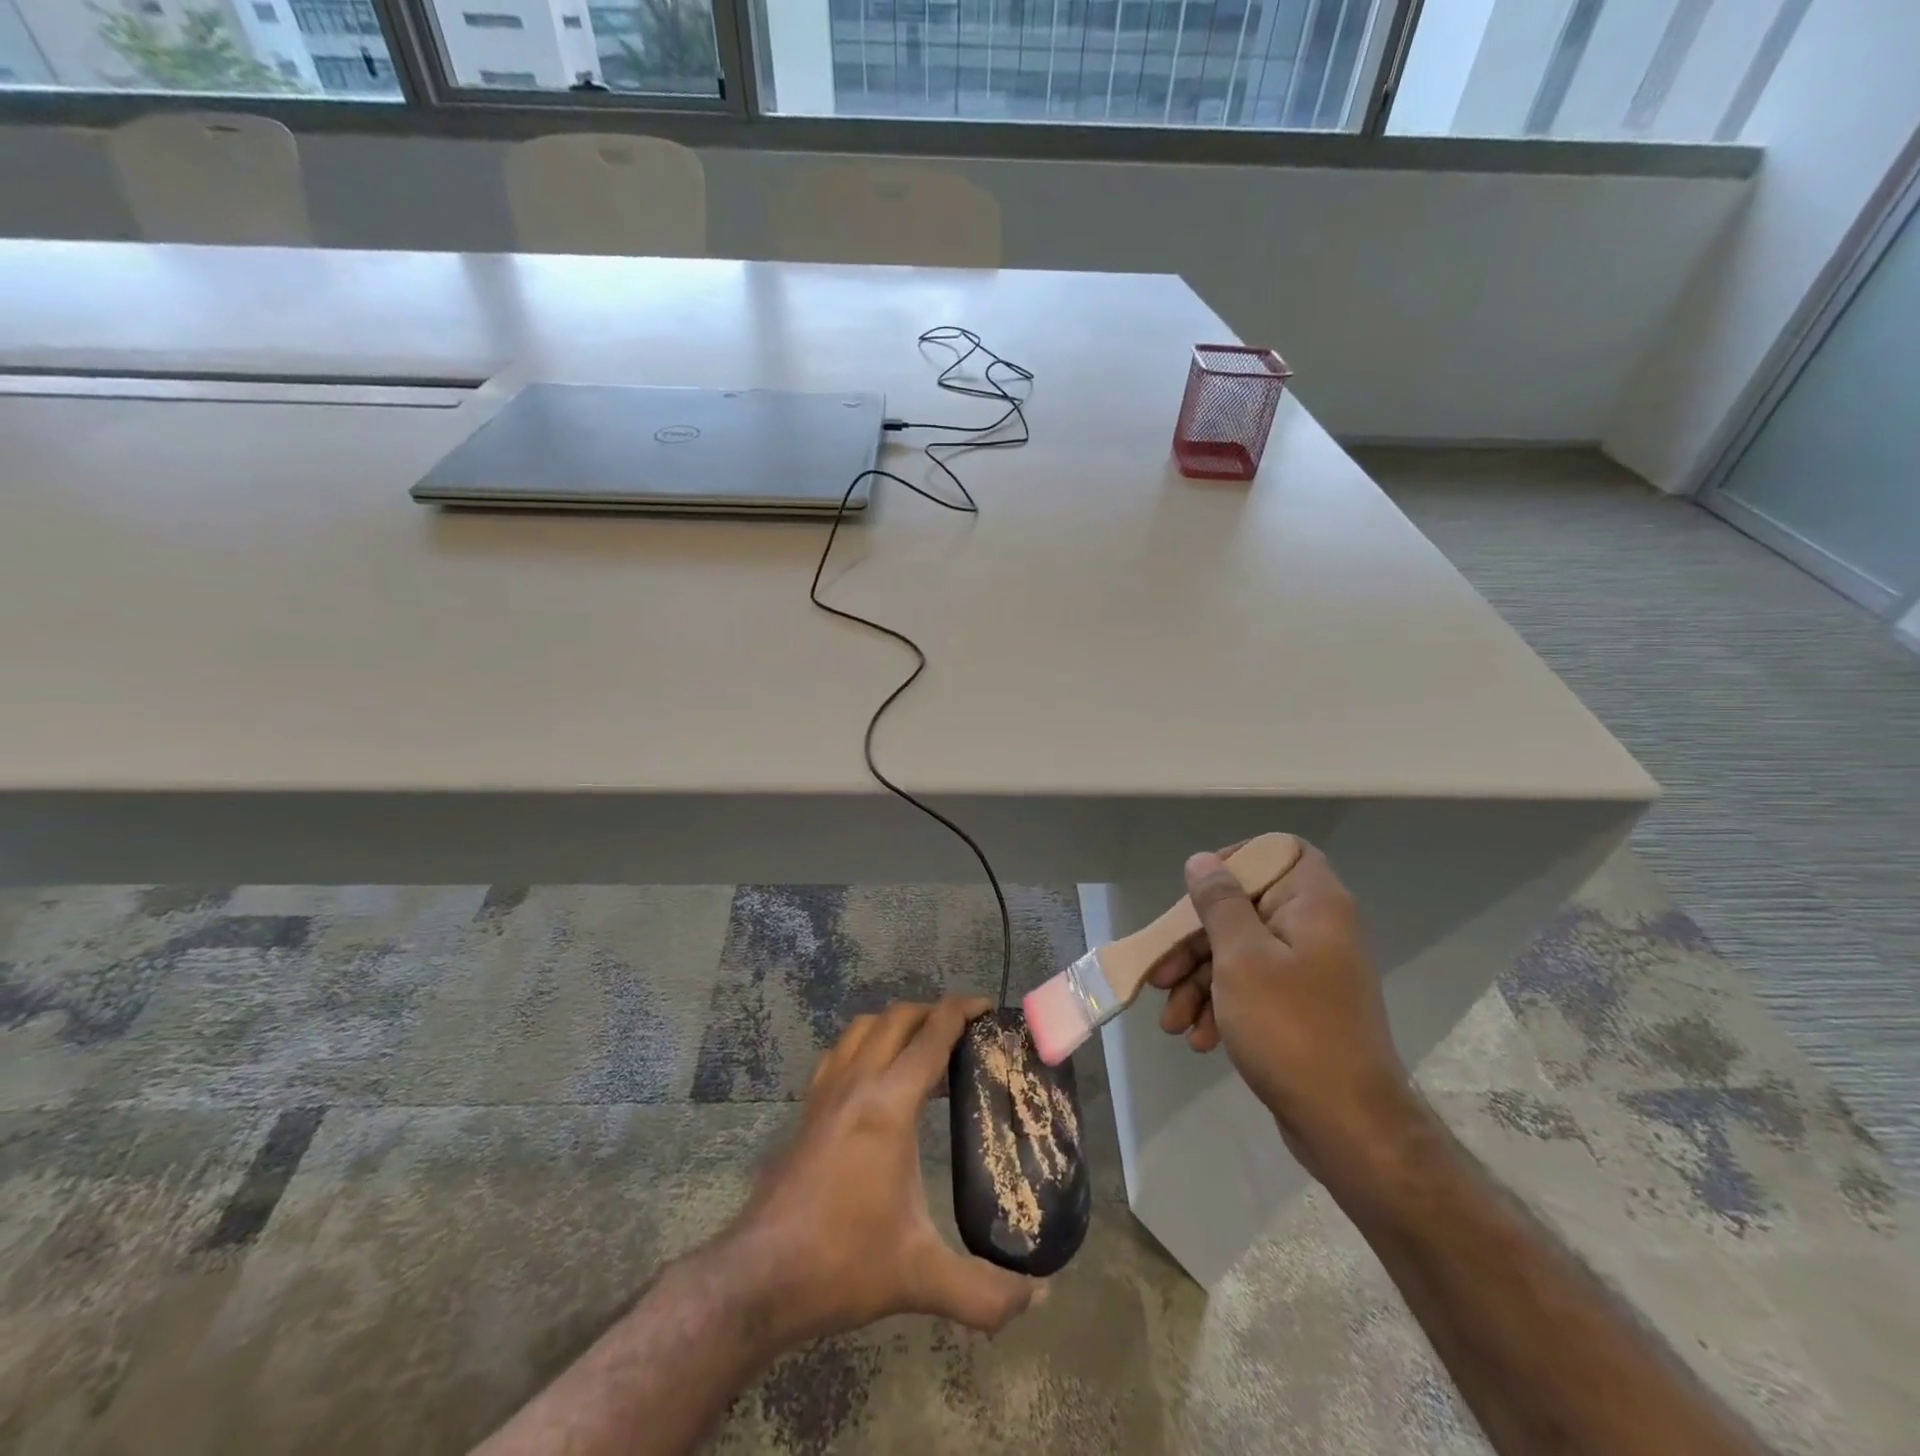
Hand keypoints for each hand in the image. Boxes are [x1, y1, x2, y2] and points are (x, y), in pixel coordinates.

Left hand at [722, 996, 1041, 1343]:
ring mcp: (825, 1093)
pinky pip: (840, 1053)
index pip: (931, 1034)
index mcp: (889, 1104)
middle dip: (933, 1012)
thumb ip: (985, 1291)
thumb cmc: (842, 1263)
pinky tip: (876, 1080)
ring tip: (924, 1051)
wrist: (758, 1278)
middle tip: (965, 1033)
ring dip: (897, 1024)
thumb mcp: (920, 1278)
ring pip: (863, 1028)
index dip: (962, 1011)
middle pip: (897, 1018)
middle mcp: (856, 1083)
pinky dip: (865, 1045)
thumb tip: (1040, 1297)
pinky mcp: (806, 1110)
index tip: (988, 1008)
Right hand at [1148, 841, 1413, 1175]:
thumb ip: (1219, 903)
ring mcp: (1308, 972)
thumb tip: (1202, 860)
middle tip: (1160, 974)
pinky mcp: (1299, 1008)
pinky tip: (1197, 1039)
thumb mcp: (1241, 958)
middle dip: (1194, 943)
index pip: (1278, 851)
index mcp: (1313, 905)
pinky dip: (1221, 1007)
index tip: (1197, 890)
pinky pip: (1251, 989)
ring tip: (1171, 1022)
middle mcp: (1315, 930)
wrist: (1348, 1126)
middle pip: (1244, 909)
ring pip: (1240, 954)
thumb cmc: (1291, 1027)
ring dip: (1199, 984)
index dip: (1236, 860)